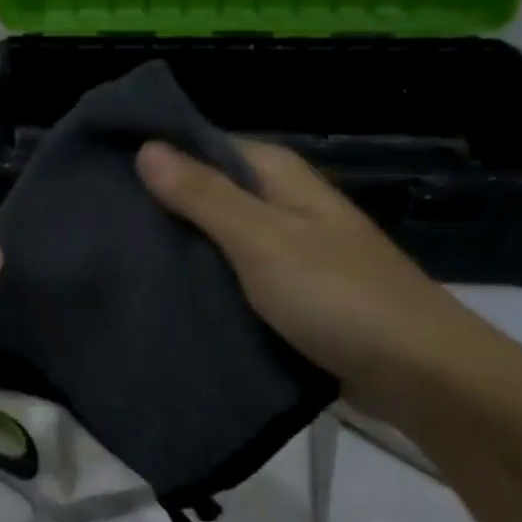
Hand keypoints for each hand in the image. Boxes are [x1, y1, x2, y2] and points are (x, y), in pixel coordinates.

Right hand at [135, 140, 521, 419]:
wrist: (419, 375)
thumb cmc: (338, 296)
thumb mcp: (262, 240)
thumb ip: (204, 196)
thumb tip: (147, 147)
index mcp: (282, 179)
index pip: (209, 146)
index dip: (162, 153)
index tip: (104, 169)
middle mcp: (285, 207)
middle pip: (212, 193)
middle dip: (162, 205)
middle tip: (101, 219)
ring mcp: (289, 254)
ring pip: (220, 239)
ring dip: (180, 247)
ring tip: (118, 255)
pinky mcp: (290, 297)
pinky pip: (234, 279)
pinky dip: (204, 282)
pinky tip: (165, 294)